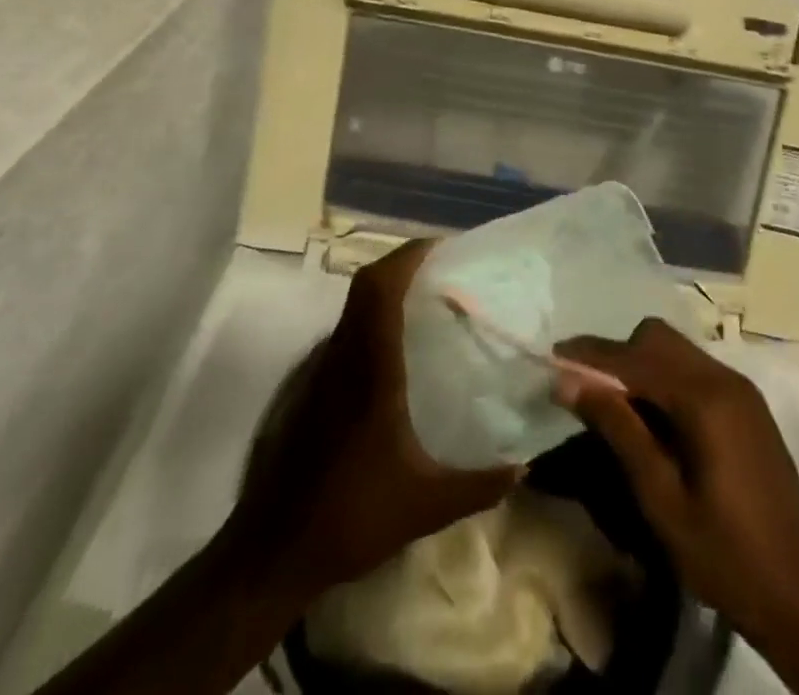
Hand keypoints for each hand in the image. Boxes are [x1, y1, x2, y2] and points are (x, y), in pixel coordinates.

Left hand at [234, 240, 520, 601]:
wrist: (274, 550)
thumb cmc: (351, 516)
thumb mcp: (425, 506)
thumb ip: (478, 485)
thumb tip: (523, 465)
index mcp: (371, 368)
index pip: (381, 289)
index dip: (408, 257)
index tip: (443, 248)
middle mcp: (345, 356)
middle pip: (366, 285)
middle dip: (402, 264)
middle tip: (442, 269)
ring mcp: (324, 370)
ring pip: (354, 306)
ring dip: (387, 289)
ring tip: (429, 300)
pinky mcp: (315, 388)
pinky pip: (348, 331)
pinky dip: (375, 318)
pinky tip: (401, 348)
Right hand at [553, 318, 798, 648]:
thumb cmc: (726, 556)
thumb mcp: (661, 499)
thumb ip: (618, 430)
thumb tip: (569, 382)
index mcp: (704, 398)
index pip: (633, 356)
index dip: (590, 354)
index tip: (553, 356)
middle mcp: (724, 378)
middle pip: (657, 337)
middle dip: (618, 353)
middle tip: (588, 390)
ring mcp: (741, 390)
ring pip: (677, 350)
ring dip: (641, 365)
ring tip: (615, 406)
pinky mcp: (749, 407)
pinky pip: (695, 370)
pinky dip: (666, 380)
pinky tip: (655, 420)